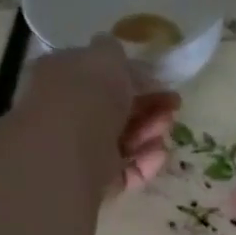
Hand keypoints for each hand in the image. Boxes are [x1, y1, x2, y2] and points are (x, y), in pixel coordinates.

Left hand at [20, 41, 181, 192]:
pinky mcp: (92, 181)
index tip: (161, 80)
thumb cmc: (87, 94)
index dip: (132, 76)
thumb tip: (121, 61)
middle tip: (173, 105)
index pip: (99, 75)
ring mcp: (78, 149)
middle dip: (147, 106)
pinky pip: (123, 171)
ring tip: (166, 128)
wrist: (67, 150)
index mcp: (62, 77)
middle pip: (114, 110)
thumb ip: (116, 53)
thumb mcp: (106, 56)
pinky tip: (159, 154)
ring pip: (122, 141)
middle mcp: (67, 112)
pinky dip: (143, 163)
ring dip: (149, 132)